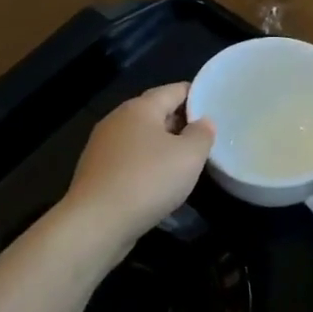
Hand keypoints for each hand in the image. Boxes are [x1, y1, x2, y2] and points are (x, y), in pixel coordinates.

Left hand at [61, 84, 214, 258]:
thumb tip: (203, 122)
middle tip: (206, 136)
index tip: (215, 105)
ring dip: (163, 145)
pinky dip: (147, 164)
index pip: (173, 90)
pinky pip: (130, 159)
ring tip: (186, 160)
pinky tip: (159, 182)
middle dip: (180, 121)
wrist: (97, 221)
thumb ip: (202, 134)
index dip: (196, 94)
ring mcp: (102, 146)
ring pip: (141, 138)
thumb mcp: (189, 156)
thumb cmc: (148, 180)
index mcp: (140, 108)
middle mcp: (117, 120)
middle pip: (155, 112)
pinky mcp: (97, 172)